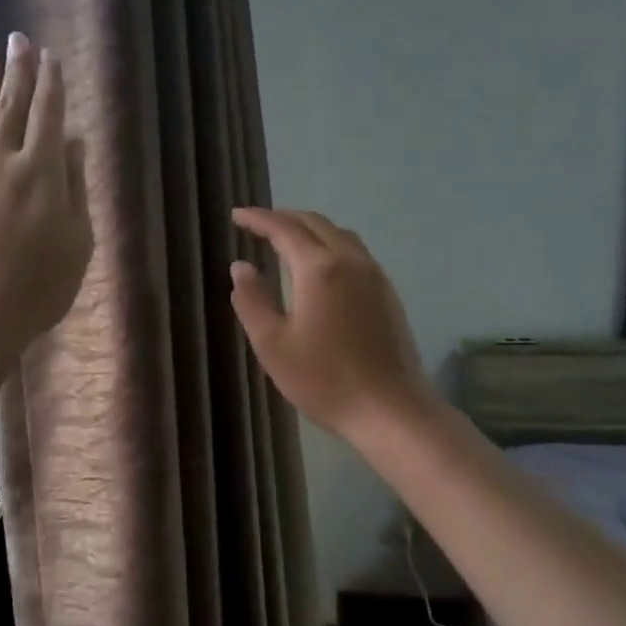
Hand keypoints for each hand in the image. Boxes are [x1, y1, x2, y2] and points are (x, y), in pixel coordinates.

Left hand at [0, 33, 91, 376]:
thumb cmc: (37, 290)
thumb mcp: (77, 245)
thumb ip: (76, 189)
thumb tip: (74, 145)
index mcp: (43, 174)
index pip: (48, 116)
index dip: (51, 85)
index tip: (50, 58)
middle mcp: (3, 164)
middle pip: (11, 108)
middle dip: (17, 71)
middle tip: (18, 39)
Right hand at [229, 209, 432, 441]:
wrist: (390, 410)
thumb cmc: (324, 380)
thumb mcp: (272, 344)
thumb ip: (252, 300)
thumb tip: (241, 266)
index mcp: (319, 269)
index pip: (284, 229)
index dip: (258, 219)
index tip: (236, 216)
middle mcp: (350, 261)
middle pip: (316, 223)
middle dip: (284, 218)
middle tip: (257, 224)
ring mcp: (375, 276)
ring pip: (339, 235)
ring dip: (310, 229)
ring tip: (286, 239)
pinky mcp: (387, 294)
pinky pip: (355, 253)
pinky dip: (329, 245)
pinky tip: (319, 266)